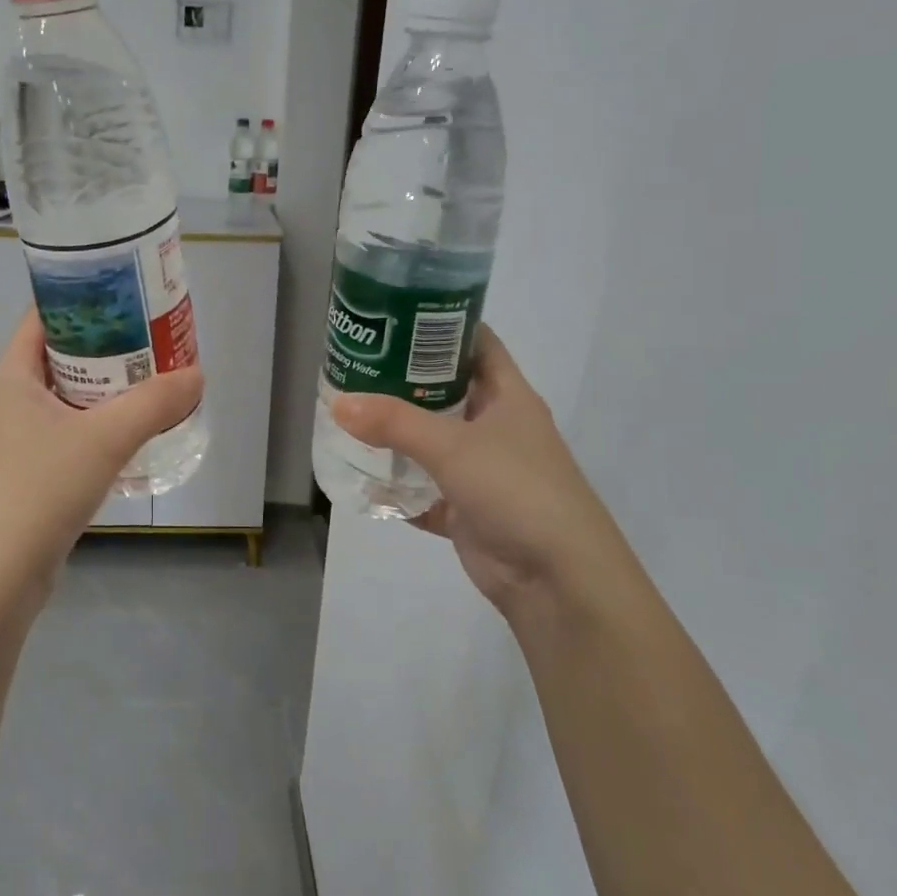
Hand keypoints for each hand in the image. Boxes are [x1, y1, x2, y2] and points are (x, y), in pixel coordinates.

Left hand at [0, 309, 203, 584]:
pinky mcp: (21, 479)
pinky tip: (127, 439)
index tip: (126, 298)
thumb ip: (154, 403)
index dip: (82, 303)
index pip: (42, 319)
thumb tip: (197, 375)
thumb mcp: (105, 438)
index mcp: (10, 378)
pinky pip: (63, 438)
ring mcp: (9, 444)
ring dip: (102, 394)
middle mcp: (4, 403)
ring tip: (149, 386)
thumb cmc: (40, 487)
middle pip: (57, 359)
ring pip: (62, 402)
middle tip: (151, 343)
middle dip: (104, 351)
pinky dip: (93, 430)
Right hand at [329, 325, 630, 622]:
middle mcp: (495, 427)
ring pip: (431, 441)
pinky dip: (397, 487)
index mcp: (507, 397)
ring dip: (396, 434)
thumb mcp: (452, 446)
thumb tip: (338, 401)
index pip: (475, 343)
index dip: (440, 325)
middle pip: (445, 390)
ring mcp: (482, 470)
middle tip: (356, 366)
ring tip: (348, 415)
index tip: (393, 316)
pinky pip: (424, 490)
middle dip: (403, 380)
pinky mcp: (467, 510)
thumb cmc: (516, 489)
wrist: (558, 579)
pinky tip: (362, 479)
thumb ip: (393, 422)